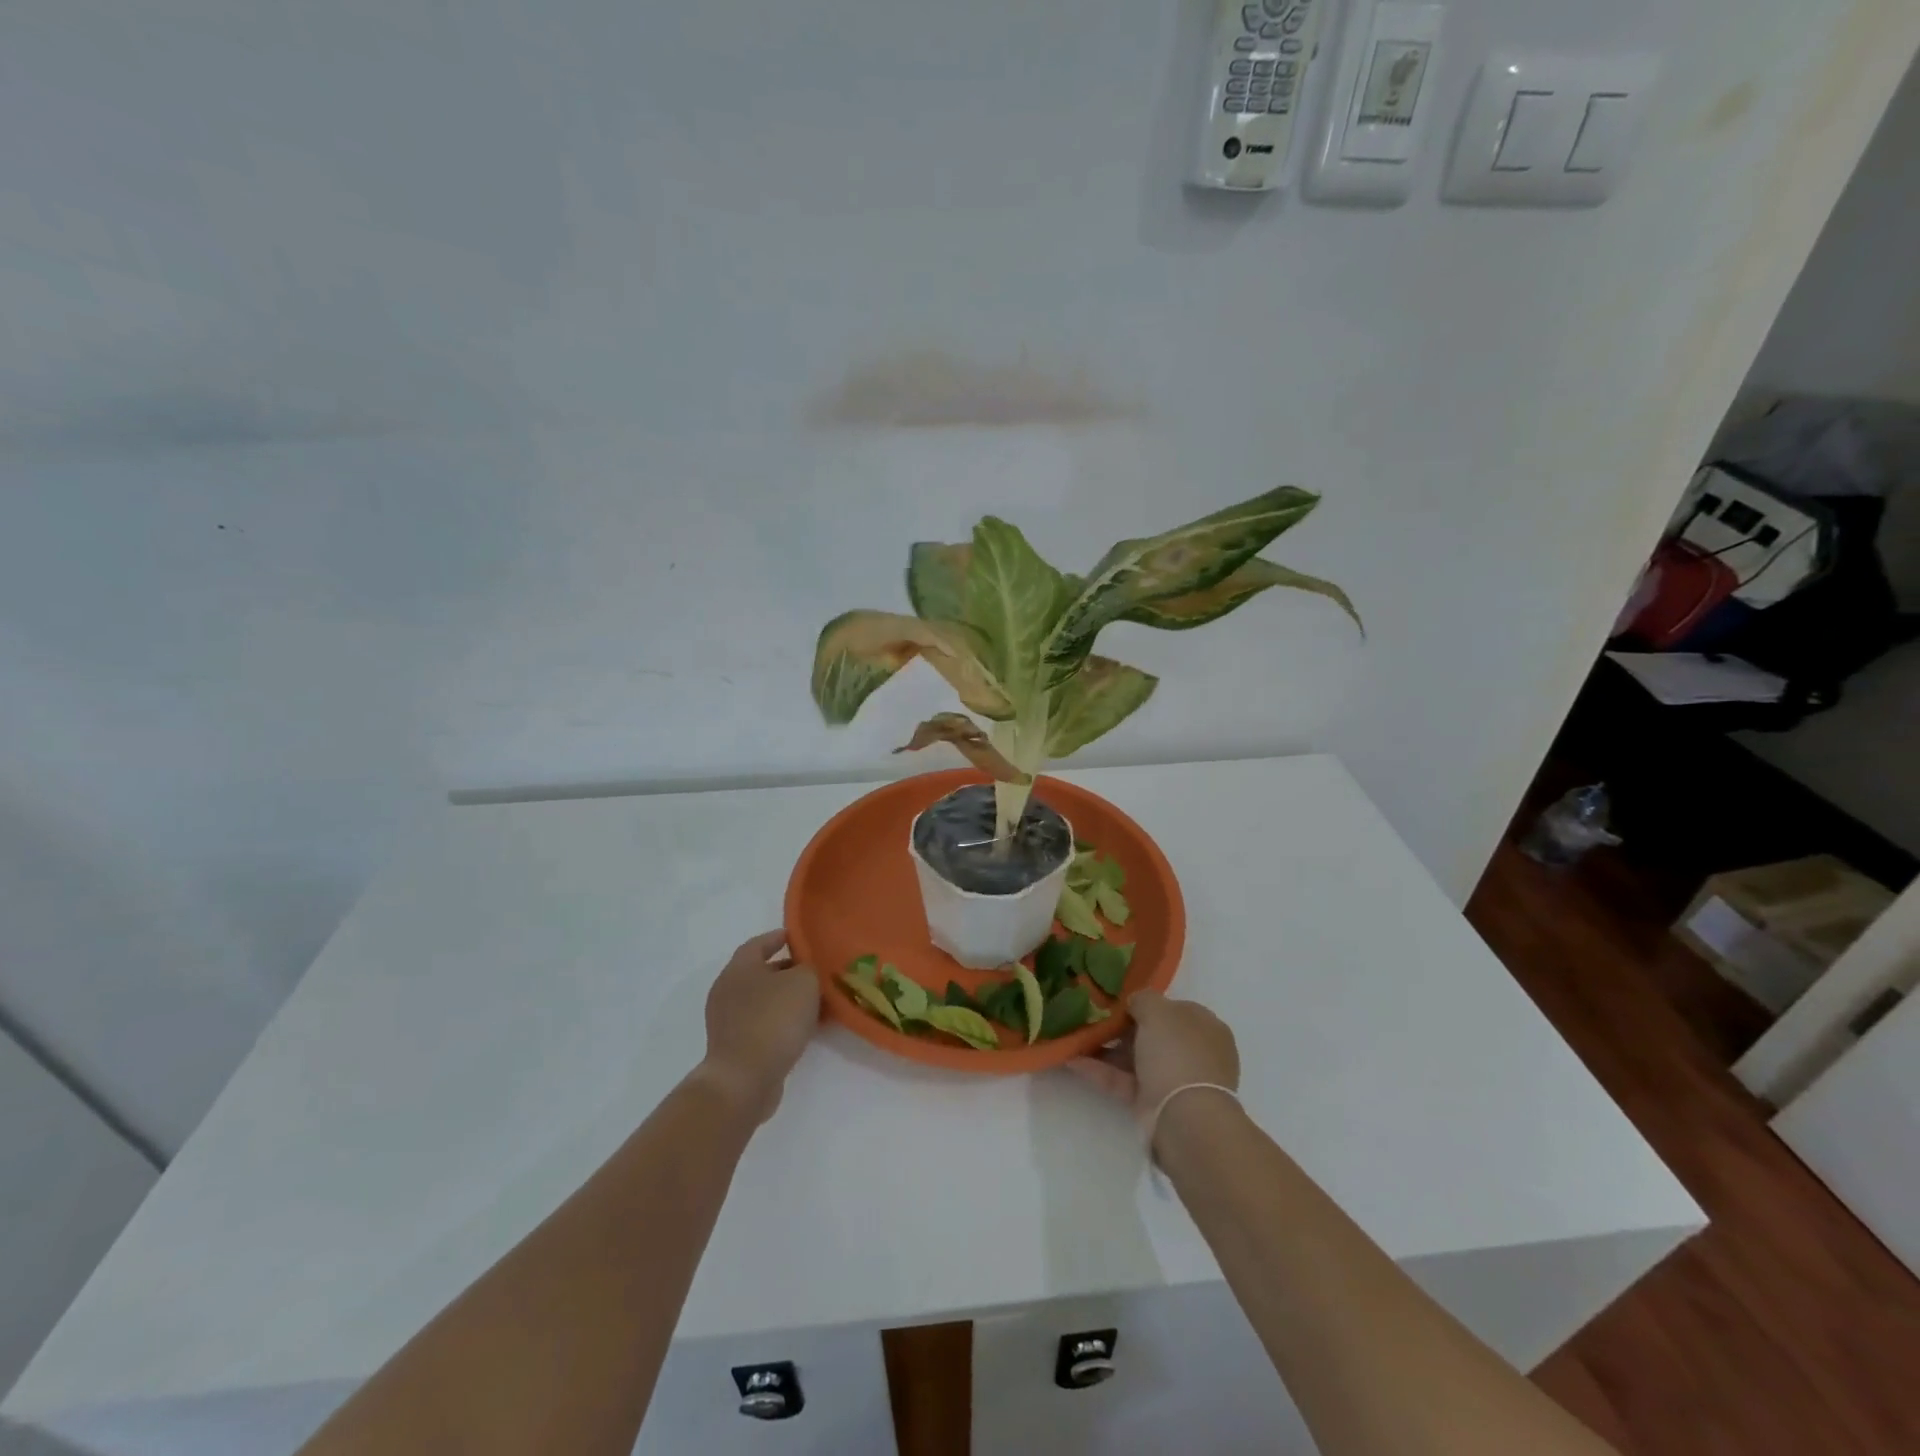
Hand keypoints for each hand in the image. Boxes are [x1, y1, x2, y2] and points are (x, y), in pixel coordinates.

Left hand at [695, 930, 820, 1123]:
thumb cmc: (773, 1019)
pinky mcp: (735, 1047)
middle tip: (816, 972)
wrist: (744, 1079)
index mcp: (739, 967)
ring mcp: (728, 1021)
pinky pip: (763, 1025)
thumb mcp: (804, 982)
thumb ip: (809, 969)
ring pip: (764, 1001)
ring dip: (788, 1000)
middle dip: (789, 971)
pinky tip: (805, 1029)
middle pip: (762, 972)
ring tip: (817, 1003)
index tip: (798, 937)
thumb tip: (806, 972)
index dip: (779, 937)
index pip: (759, 943)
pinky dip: (782, 1022)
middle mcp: (728, 990)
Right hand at [1070, 990, 1239, 1127]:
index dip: (1147, 1003)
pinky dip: (1100, 1070)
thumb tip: (1135, 1003)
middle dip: (1121, 1027)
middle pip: (1153, 1034)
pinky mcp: (1153, 1103)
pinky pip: (1123, 1080)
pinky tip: (1071, 1059)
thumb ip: (1143, 999)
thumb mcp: (1157, 1010)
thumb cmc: (1176, 1052)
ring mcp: (1173, 1079)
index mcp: (1205, 1027)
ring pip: (1135, 1058)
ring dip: (1105, 1048)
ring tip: (1074, 1036)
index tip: (1117, 1000)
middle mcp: (1193, 1052)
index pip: (1174, 1008)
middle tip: (1090, 1016)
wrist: (1183, 1116)